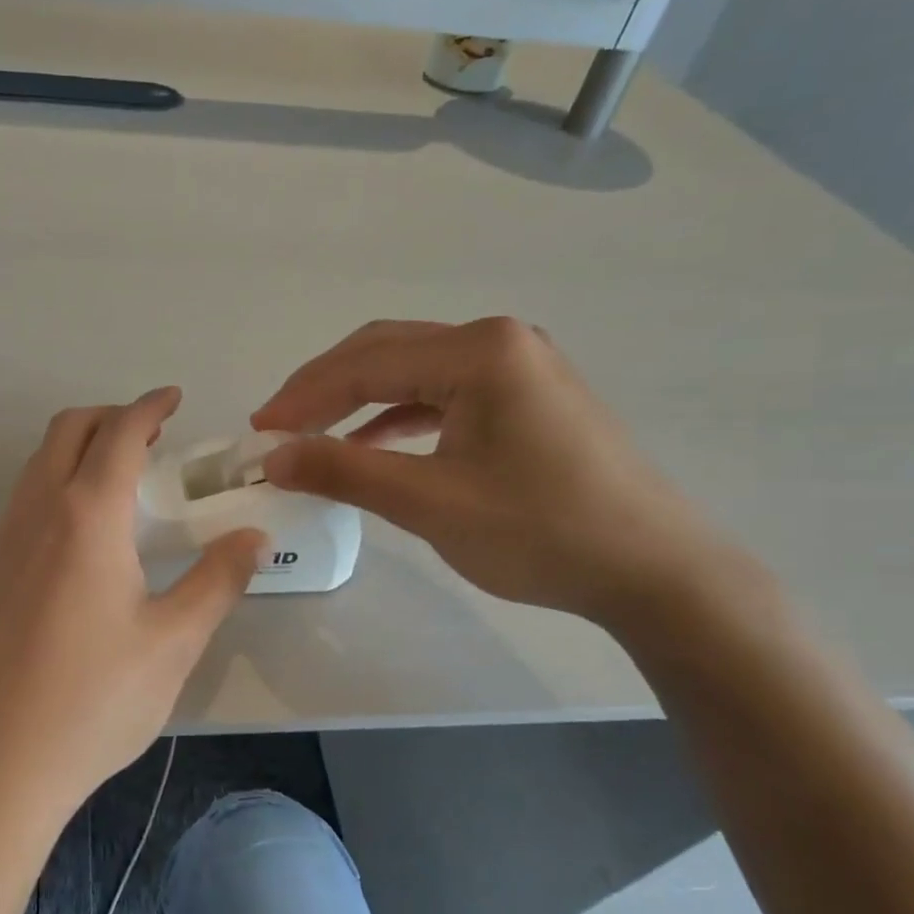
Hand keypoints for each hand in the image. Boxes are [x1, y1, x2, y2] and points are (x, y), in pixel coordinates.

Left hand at [0, 388, 264, 812]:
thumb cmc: (95, 701)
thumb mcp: (174, 642)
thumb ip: (217, 580)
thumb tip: (253, 535)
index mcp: (86, 517)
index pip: (118, 433)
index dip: (148, 406)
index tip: (174, 398)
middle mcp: (35, 514)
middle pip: (66, 431)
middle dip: (109, 416)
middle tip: (152, 436)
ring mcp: (1, 545)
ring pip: (37, 466)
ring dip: (78, 451)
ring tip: (122, 482)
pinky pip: (21, 504)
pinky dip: (55, 487)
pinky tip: (81, 539)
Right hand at [253, 318, 741, 626]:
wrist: (655, 572)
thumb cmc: (541, 532)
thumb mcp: (430, 502)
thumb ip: (344, 471)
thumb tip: (273, 456)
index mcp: (479, 351)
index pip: (366, 363)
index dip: (303, 396)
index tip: (258, 430)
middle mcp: (499, 341)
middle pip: (387, 352)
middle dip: (324, 388)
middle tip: (277, 427)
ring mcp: (519, 366)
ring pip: (413, 371)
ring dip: (357, 400)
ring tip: (312, 433)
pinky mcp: (527, 397)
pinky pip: (444, 394)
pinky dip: (398, 416)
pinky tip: (371, 443)